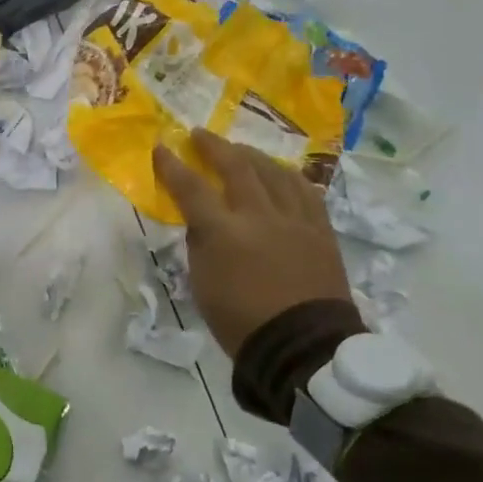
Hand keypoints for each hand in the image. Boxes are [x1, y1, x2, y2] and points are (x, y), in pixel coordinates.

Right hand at [153, 129, 351, 355]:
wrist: (302, 346)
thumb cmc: (242, 322)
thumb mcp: (203, 285)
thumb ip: (201, 245)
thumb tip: (203, 221)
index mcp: (224, 233)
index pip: (191, 188)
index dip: (173, 166)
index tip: (162, 148)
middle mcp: (259, 216)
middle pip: (236, 167)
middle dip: (214, 147)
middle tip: (200, 135)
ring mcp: (295, 219)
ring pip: (274, 172)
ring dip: (252, 156)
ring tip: (240, 150)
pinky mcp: (320, 229)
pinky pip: (305, 190)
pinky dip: (287, 176)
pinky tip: (280, 173)